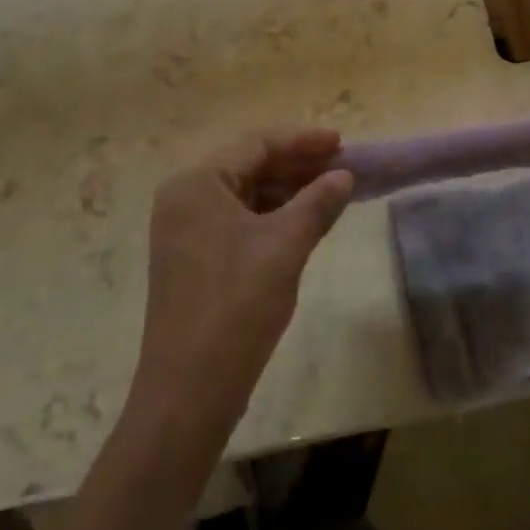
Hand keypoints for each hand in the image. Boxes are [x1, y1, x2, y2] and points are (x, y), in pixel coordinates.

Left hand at [131, 130, 353, 426]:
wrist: (190, 389)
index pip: (256, 144)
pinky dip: (272, 217)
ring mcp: (185, 231)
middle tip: (342, 167)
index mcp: (196, 183)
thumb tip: (344, 175)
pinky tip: (304, 222)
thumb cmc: (237, 304)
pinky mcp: (193, 259)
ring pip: (246, 195)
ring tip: (331, 192)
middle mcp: (184, 198)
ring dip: (288, 191)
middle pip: (249, 166)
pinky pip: (238, 221)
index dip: (303, 140)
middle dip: (297, 165)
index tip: (342, 142)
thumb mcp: (286, 245)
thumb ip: (318, 202)